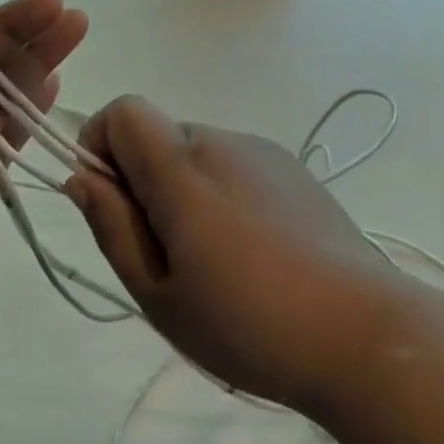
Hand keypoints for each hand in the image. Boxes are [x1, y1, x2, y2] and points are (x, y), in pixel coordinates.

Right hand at [65, 95, 400, 416]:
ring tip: (213, 260)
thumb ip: (112, 226)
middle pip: (159, 135)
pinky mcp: (292, 169)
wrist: (362, 332)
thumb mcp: (159, 293)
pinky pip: (235, 165)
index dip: (101, 145)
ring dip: (183, 189)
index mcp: (182, 165)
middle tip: (164, 253)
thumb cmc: (247, 322)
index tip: (110, 203)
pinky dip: (222, 193)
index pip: (123, 111)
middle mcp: (221, 140)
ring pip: (196, 153)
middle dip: (142, 180)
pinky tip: (252, 251)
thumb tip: (82, 176)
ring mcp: (262, 150)